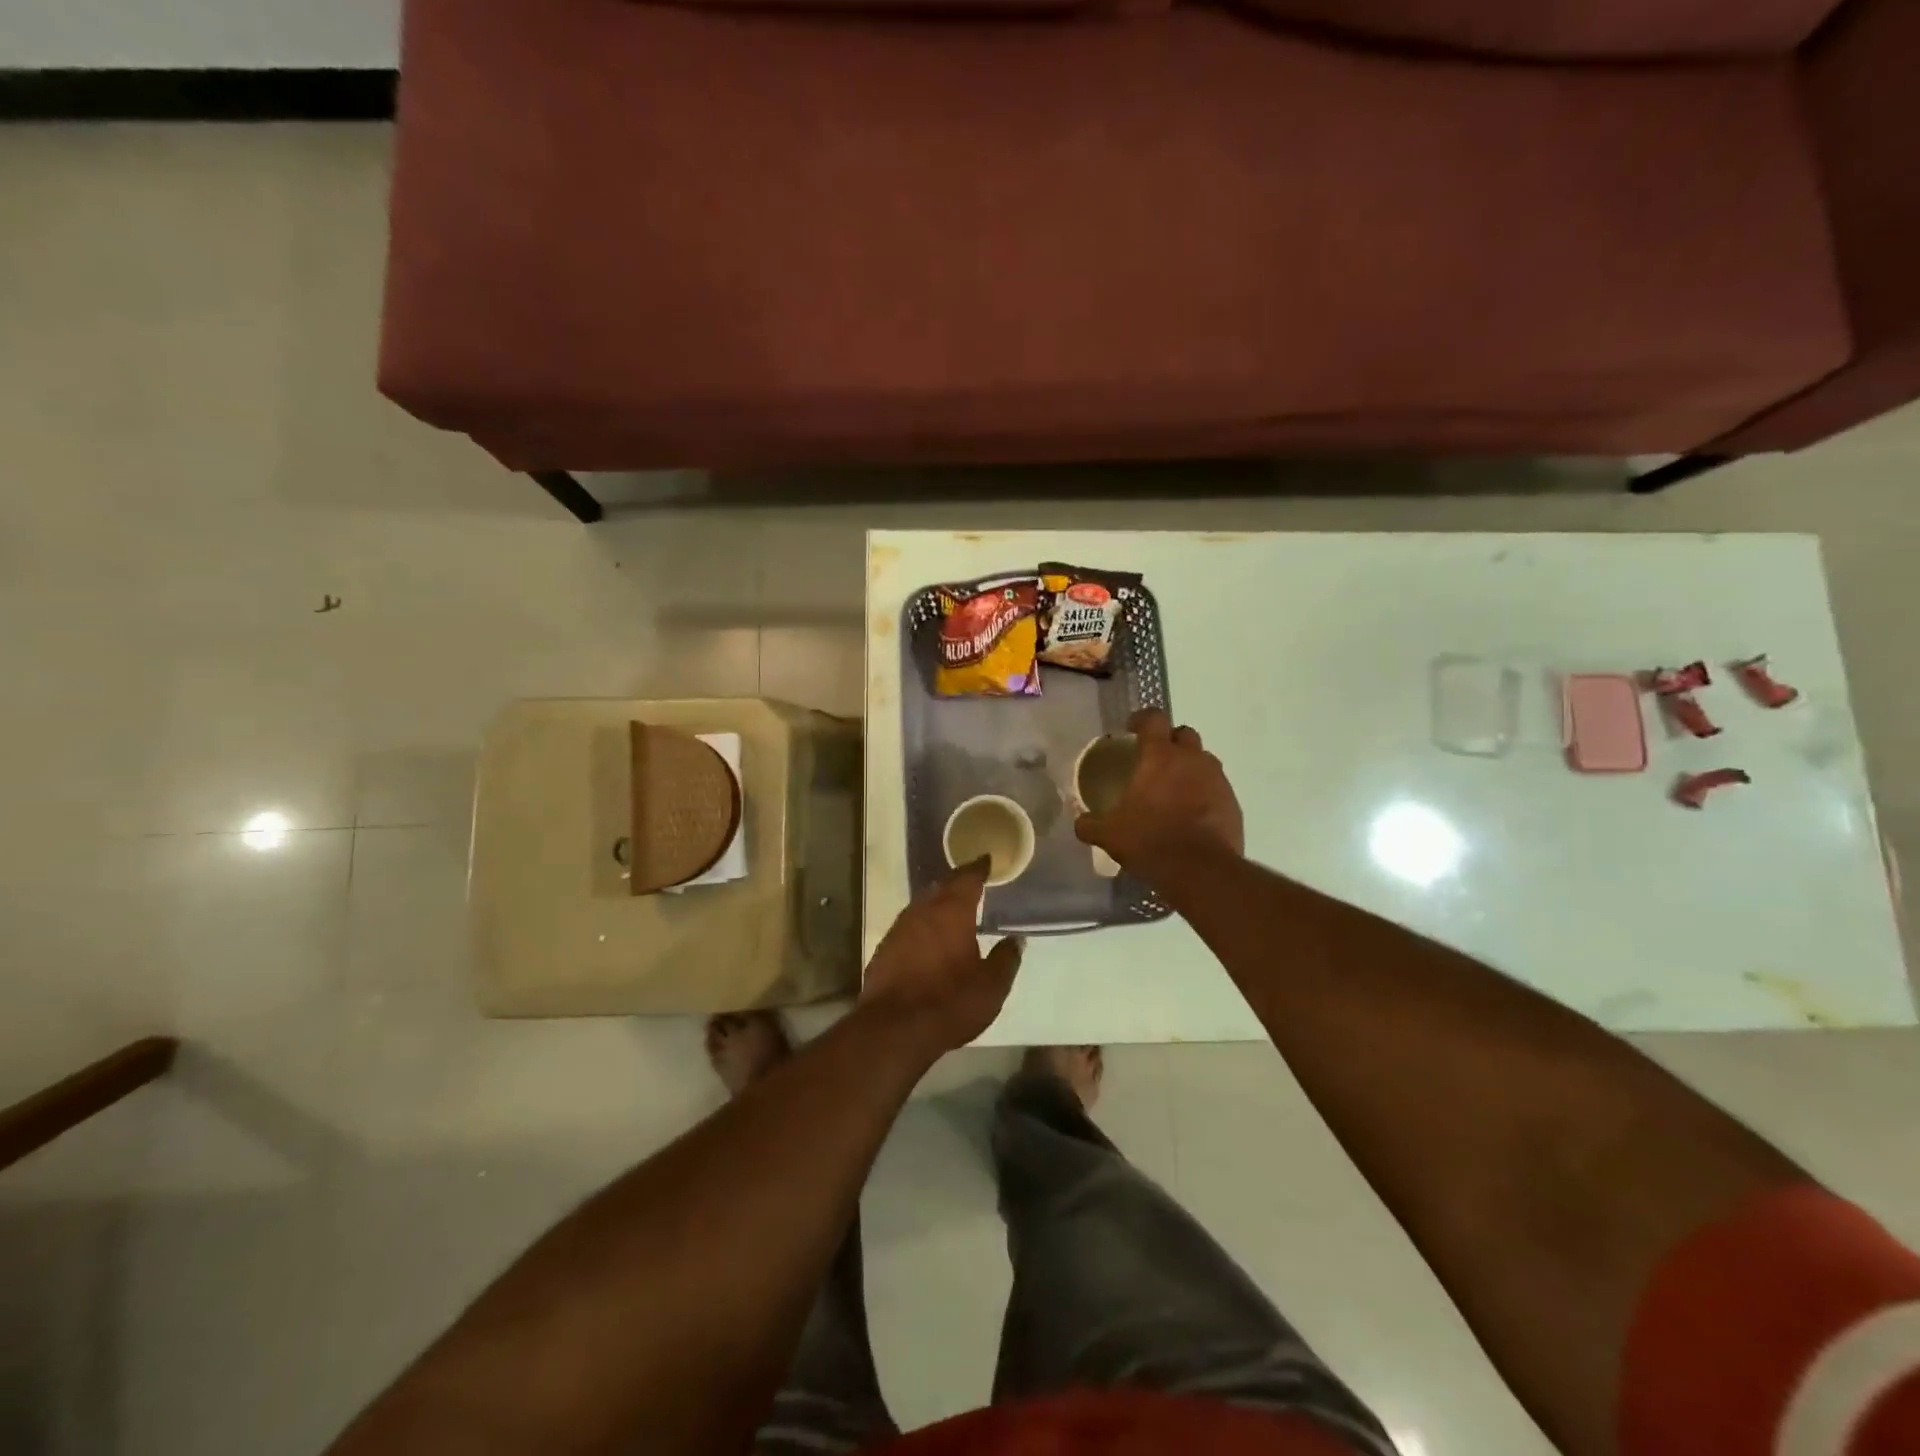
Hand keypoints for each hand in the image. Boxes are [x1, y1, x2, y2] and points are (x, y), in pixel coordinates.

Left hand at [860, 859, 1022, 1056]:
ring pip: (921, 906)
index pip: (967, 879)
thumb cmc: (950, 1001)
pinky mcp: (884, 951)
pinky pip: (907, 928)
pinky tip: (926, 939)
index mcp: (952, 912)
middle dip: (956, 883)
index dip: (978, 868)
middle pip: (941, 888)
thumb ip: (1006, 959)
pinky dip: (921, 927)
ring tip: (949, 908)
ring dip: (936, 903)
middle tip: (970, 882)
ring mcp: (899, 930)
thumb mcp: (991, 986)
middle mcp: (922, 912)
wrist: (894, 1029)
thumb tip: (1016, 939)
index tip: (985, 860)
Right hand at [1074, 708, 1243, 879]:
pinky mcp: (1233, 803)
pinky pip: (1217, 788)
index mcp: (1160, 757)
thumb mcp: (1110, 835)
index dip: (1142, 719)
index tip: (1131, 728)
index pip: (1154, 718)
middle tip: (1156, 759)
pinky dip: (1204, 793)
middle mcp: (1192, 760)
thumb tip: (1080, 822)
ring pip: (1204, 760)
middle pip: (1184, 734)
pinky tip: (1192, 815)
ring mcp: (1217, 780)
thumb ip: (1091, 824)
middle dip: (1170, 740)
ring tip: (1175, 789)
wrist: (1201, 871)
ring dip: (1190, 767)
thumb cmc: (1150, 841)